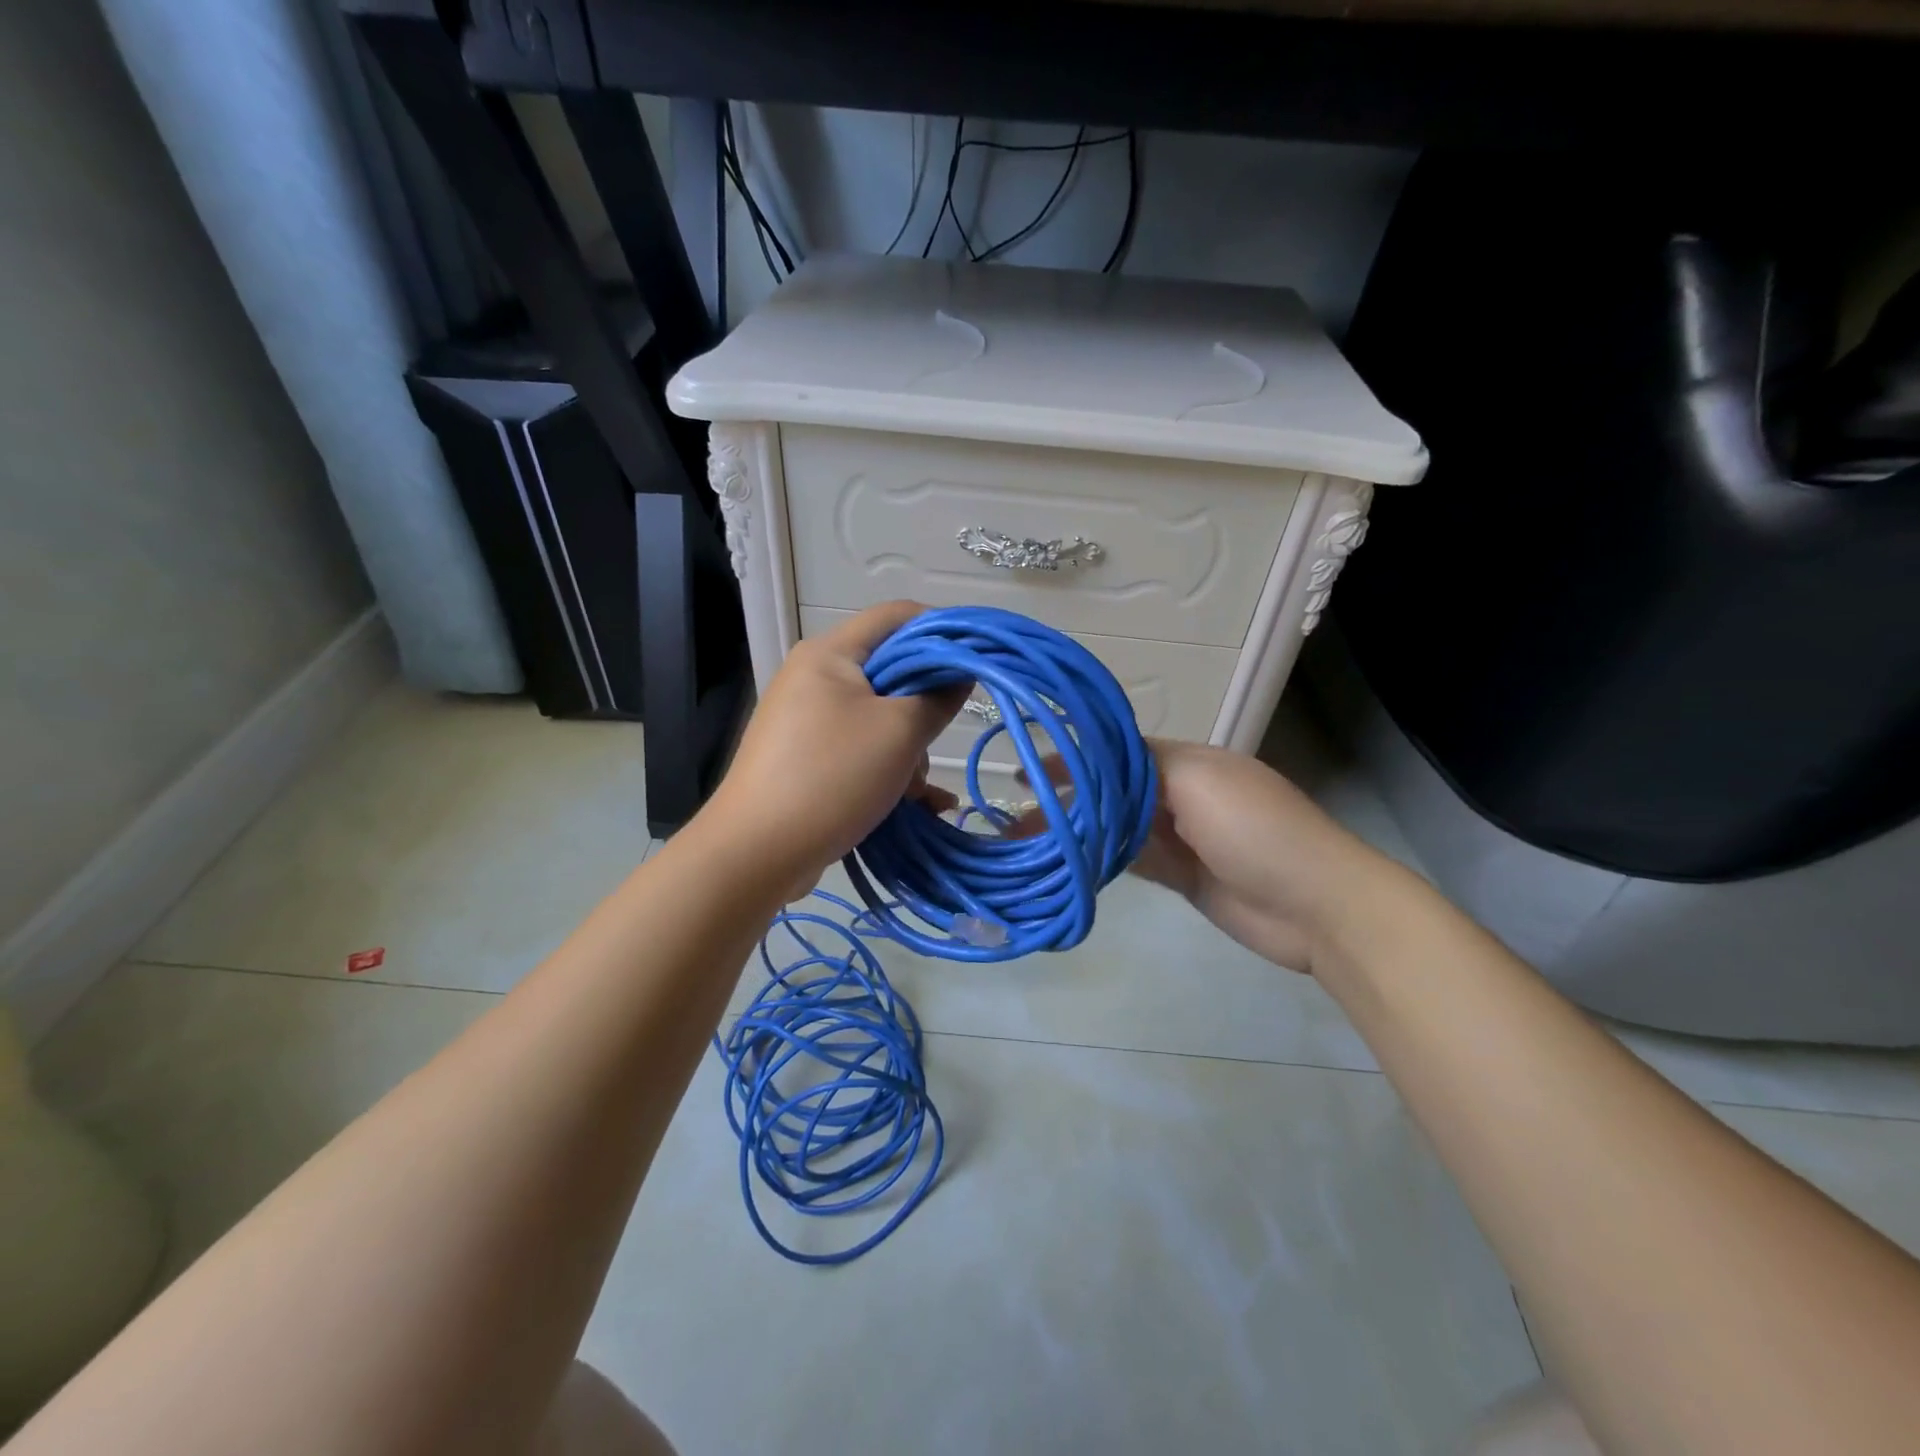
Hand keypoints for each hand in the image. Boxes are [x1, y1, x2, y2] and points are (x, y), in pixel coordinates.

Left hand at [703, 601, 964, 896]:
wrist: (756, 852)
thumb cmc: (832, 777)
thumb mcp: (899, 733)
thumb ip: (938, 697)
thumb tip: (960, 673)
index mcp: (829, 654)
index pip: (895, 616)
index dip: (941, 629)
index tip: (975, 659)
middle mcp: (813, 678)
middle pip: (888, 671)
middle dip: (923, 706)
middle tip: (939, 737)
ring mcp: (805, 721)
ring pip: (877, 718)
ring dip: (907, 751)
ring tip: (918, 792)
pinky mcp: (804, 759)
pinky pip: (858, 750)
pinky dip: (886, 770)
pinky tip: (915, 805)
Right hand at [1024, 738, 1381, 974]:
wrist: (1317, 905)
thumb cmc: (1256, 830)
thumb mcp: (1198, 781)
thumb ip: (1144, 768)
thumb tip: (1096, 765)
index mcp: (1188, 762)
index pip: (1119, 753)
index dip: (1075, 760)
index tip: (1029, 771)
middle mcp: (1181, 794)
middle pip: (1113, 791)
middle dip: (1069, 798)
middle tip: (1018, 814)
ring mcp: (1182, 838)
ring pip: (1118, 828)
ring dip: (1080, 830)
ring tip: (1032, 838)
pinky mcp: (1183, 876)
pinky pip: (1133, 861)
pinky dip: (1104, 858)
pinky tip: (1071, 860)